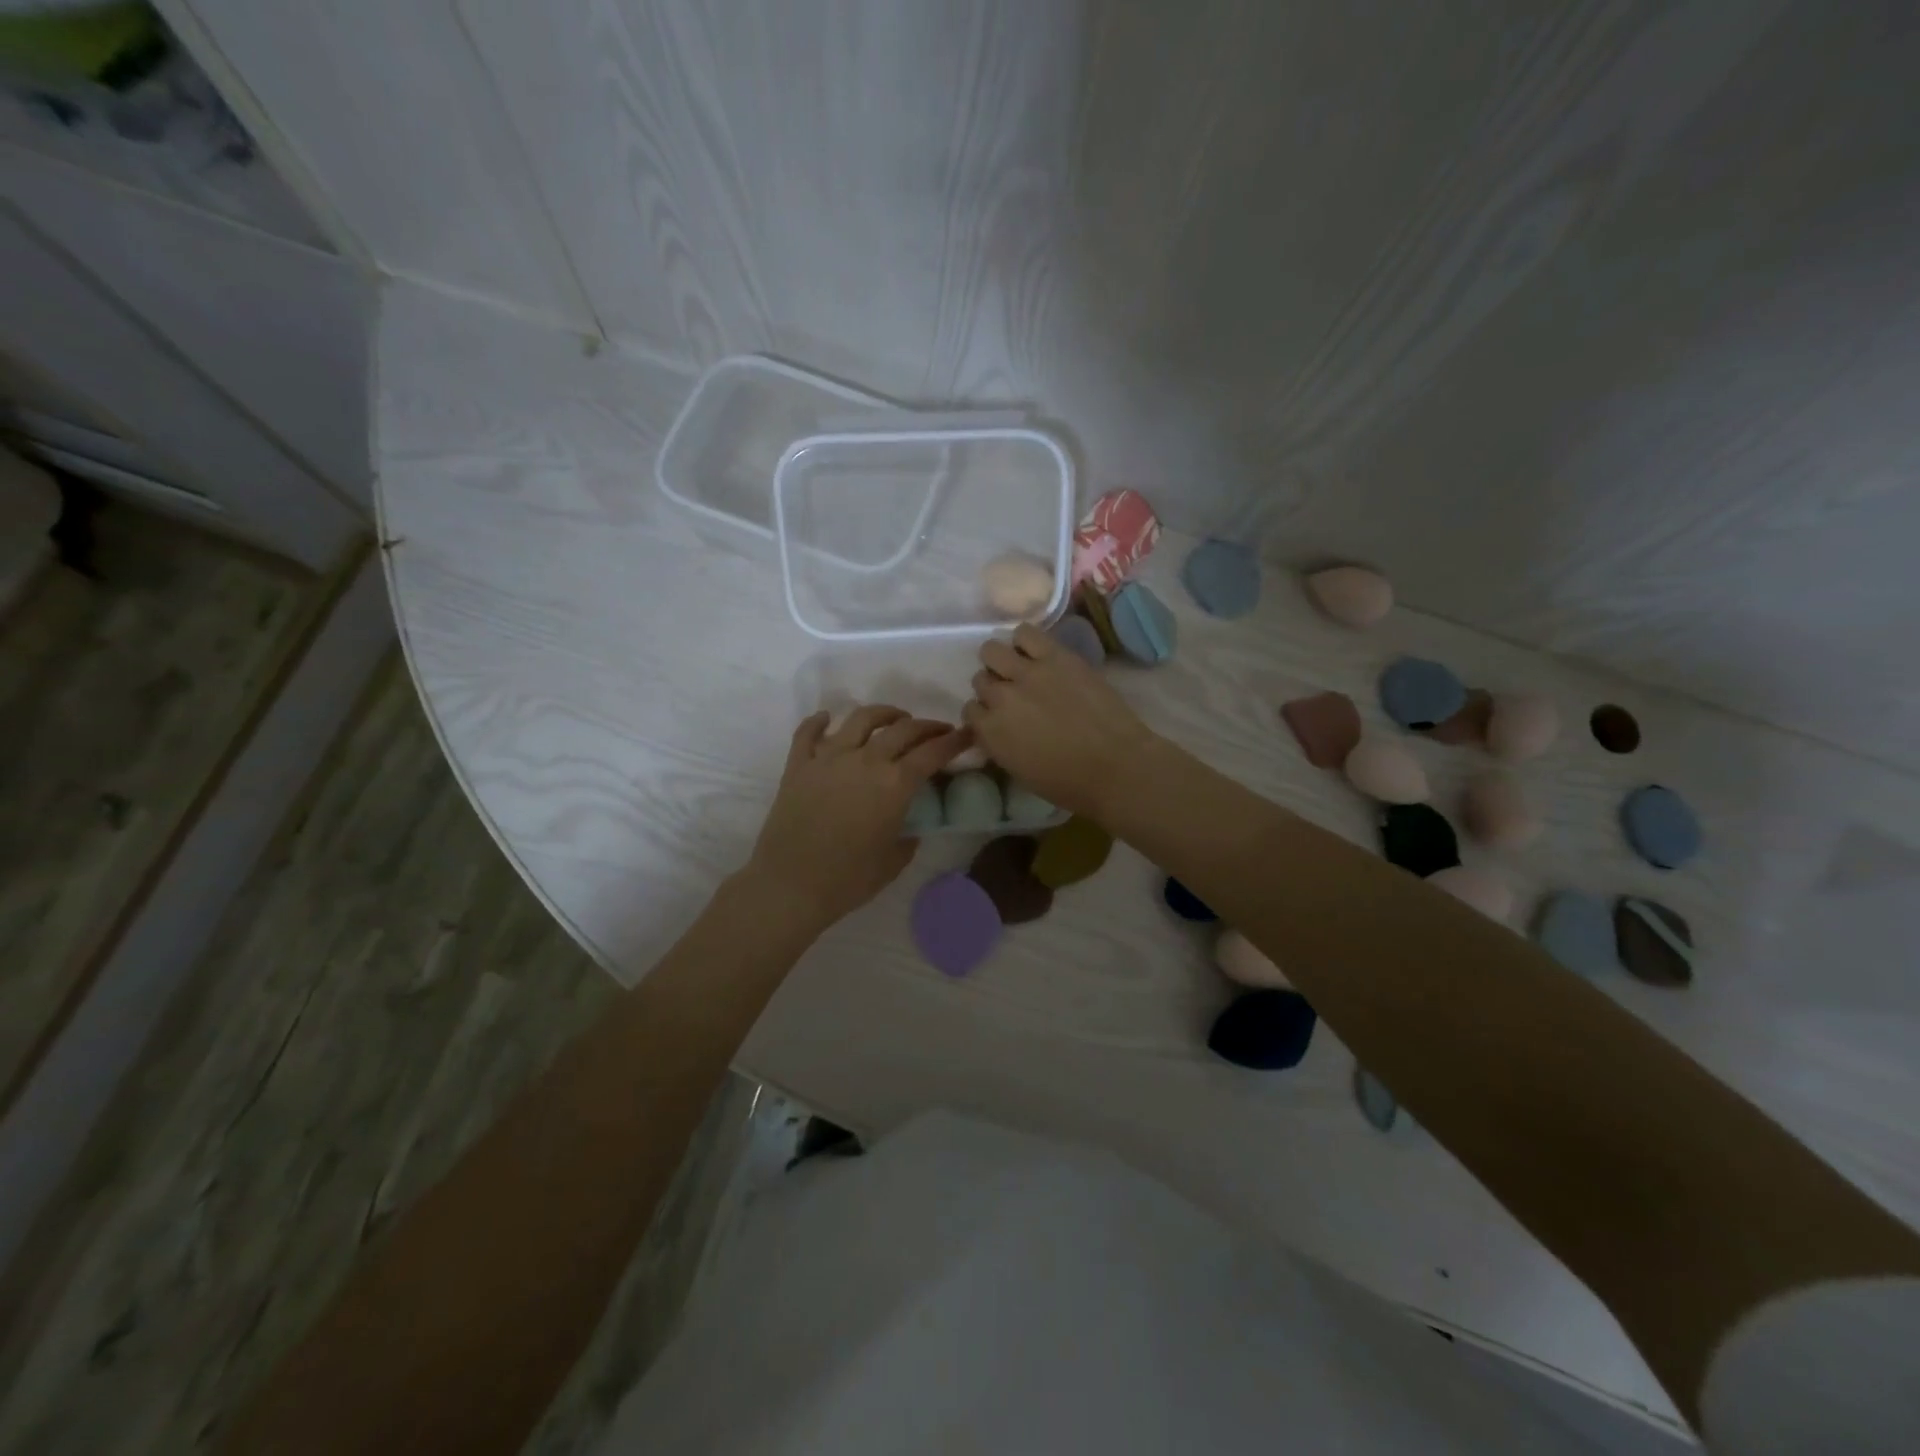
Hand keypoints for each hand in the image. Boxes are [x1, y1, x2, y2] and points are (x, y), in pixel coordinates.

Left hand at [742, 705, 966, 932]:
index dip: (954, 741)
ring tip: (894, 718)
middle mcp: (865, 760)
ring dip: (883, 714)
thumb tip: (908, 825)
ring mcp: (828, 758)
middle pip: (902, 729)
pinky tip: (826, 719)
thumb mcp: (894, 862)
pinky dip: (819, 721)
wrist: (790, 884)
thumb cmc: (848, 879)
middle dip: (926, 726)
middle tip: (937, 730)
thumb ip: (908, 836)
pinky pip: (808, 732)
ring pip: (860, 719)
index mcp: (894, 784)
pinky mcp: (798, 765)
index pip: (932, 752)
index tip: (966, 735)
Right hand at [965, 622, 1158, 817]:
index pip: (970, 710)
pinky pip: (1025, 633)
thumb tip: (996, 729)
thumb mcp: (1019, 771)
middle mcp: (1000, 698)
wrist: (1116, 766)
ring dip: (1002, 660)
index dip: (985, 713)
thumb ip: (999, 745)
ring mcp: (1027, 673)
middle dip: (993, 687)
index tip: (1000, 717)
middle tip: (1014, 694)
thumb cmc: (1070, 783)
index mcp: (990, 732)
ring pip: (993, 651)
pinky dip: (1025, 640)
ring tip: (1021, 668)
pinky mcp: (1056, 656)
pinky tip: (1036, 652)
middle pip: (981, 680)